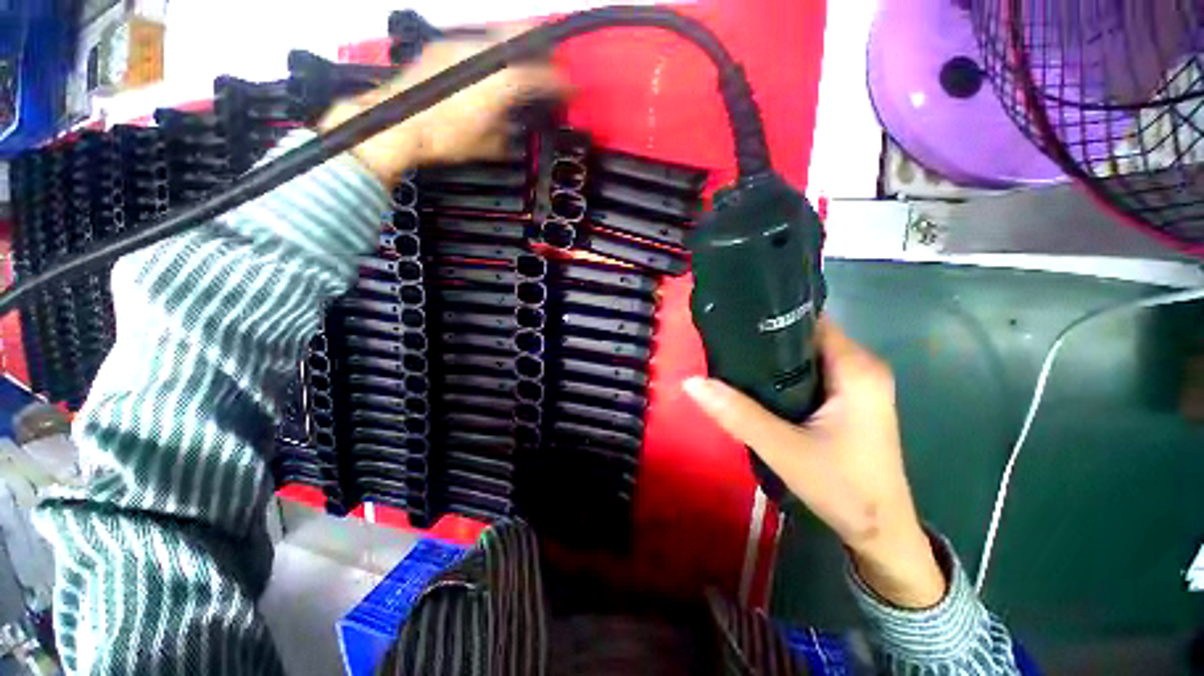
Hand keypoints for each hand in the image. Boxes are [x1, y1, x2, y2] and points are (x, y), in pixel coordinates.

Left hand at [319, 28, 563, 182]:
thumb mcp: (487, 146)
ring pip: (499, 32)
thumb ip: (508, 133)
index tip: (572, 88)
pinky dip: (492, 48)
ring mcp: (460, 43)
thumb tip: (513, 128)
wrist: (397, 125)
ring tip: (525, 59)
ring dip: (517, 43)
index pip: (542, 76)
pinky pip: (477, 38)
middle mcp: (482, 52)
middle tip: (553, 58)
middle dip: (543, 44)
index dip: (561, 83)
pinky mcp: (443, 45)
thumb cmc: (443, 139)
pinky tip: (491, 64)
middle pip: (522, 33)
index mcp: (500, 81)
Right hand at [683, 318, 945, 607]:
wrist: (880, 534)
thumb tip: (691, 382)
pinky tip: (755, 382)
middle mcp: (861, 368)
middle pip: (805, 336)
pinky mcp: (848, 401)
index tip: (732, 319)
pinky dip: (782, 373)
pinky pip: (810, 373)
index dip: (770, 316)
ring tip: (731, 357)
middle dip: (765, 337)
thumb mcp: (783, 449)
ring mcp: (856, 385)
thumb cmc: (843, 489)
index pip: (809, 321)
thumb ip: (736, 413)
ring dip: (772, 357)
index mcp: (856, 368)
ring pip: (806, 355)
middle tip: (723, 340)